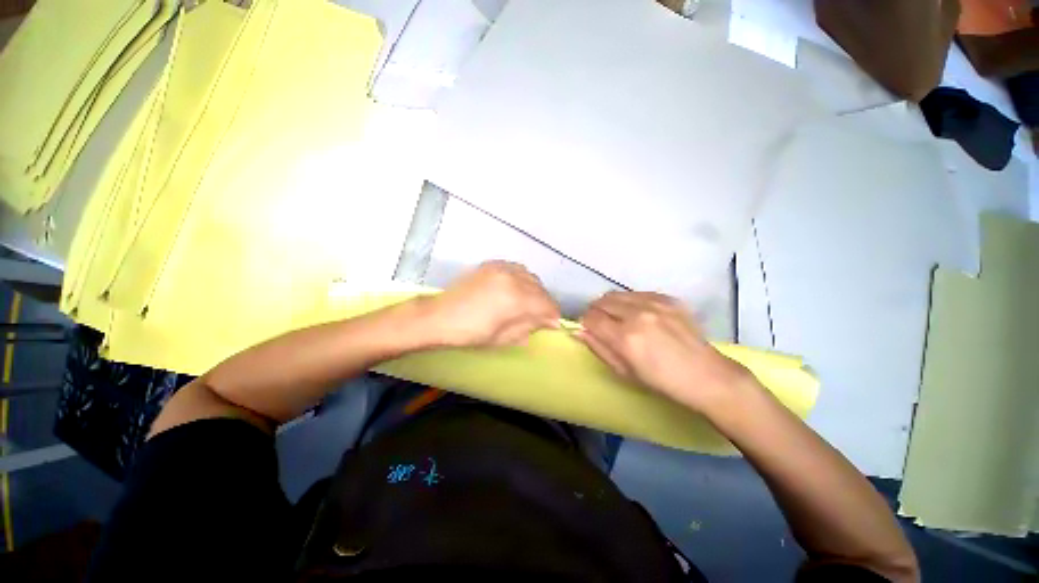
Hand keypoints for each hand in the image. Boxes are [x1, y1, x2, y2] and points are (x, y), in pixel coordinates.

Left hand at [421, 261, 560, 347]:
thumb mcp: (503, 338)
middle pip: (542, 289)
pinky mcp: (492, 264)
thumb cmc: (471, 333)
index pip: (548, 305)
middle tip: (538, 318)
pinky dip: (522, 279)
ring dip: (534, 291)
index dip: (552, 317)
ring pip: (531, 277)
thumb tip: (546, 322)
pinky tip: (514, 289)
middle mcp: (513, 278)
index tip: (550, 326)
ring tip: (526, 303)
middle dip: (544, 304)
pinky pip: (517, 269)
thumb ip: (528, 327)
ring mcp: (502, 268)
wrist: (440, 316)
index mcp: (517, 299)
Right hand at [577, 291, 750, 412]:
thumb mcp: (623, 371)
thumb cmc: (661, 381)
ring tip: (619, 318)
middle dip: (595, 312)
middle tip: (602, 323)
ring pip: (616, 294)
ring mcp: (654, 303)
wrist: (706, 375)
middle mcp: (637, 314)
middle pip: (601, 301)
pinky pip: (637, 293)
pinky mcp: (668, 298)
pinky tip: (639, 314)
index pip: (590, 318)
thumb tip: (578, 330)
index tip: (589, 329)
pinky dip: (630, 301)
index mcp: (625, 337)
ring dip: (611, 305)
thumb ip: (598, 347)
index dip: (585, 323)